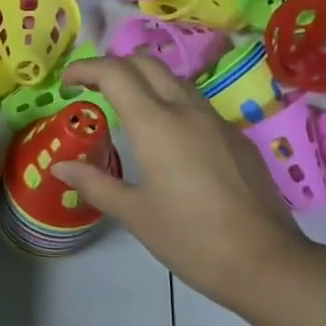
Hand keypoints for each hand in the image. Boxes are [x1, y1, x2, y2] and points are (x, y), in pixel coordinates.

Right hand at [52, 55, 325, 312]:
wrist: (265, 261)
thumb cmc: (190, 237)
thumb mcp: (133, 213)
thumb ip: (94, 183)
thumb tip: (60, 167)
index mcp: (155, 124)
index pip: (115, 73)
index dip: (85, 69)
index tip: (67, 83)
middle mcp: (186, 110)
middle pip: (147, 64)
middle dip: (115, 67)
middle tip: (94, 90)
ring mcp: (217, 121)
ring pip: (175, 80)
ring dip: (145, 82)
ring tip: (127, 111)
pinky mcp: (237, 138)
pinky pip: (197, 105)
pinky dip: (171, 104)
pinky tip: (167, 140)